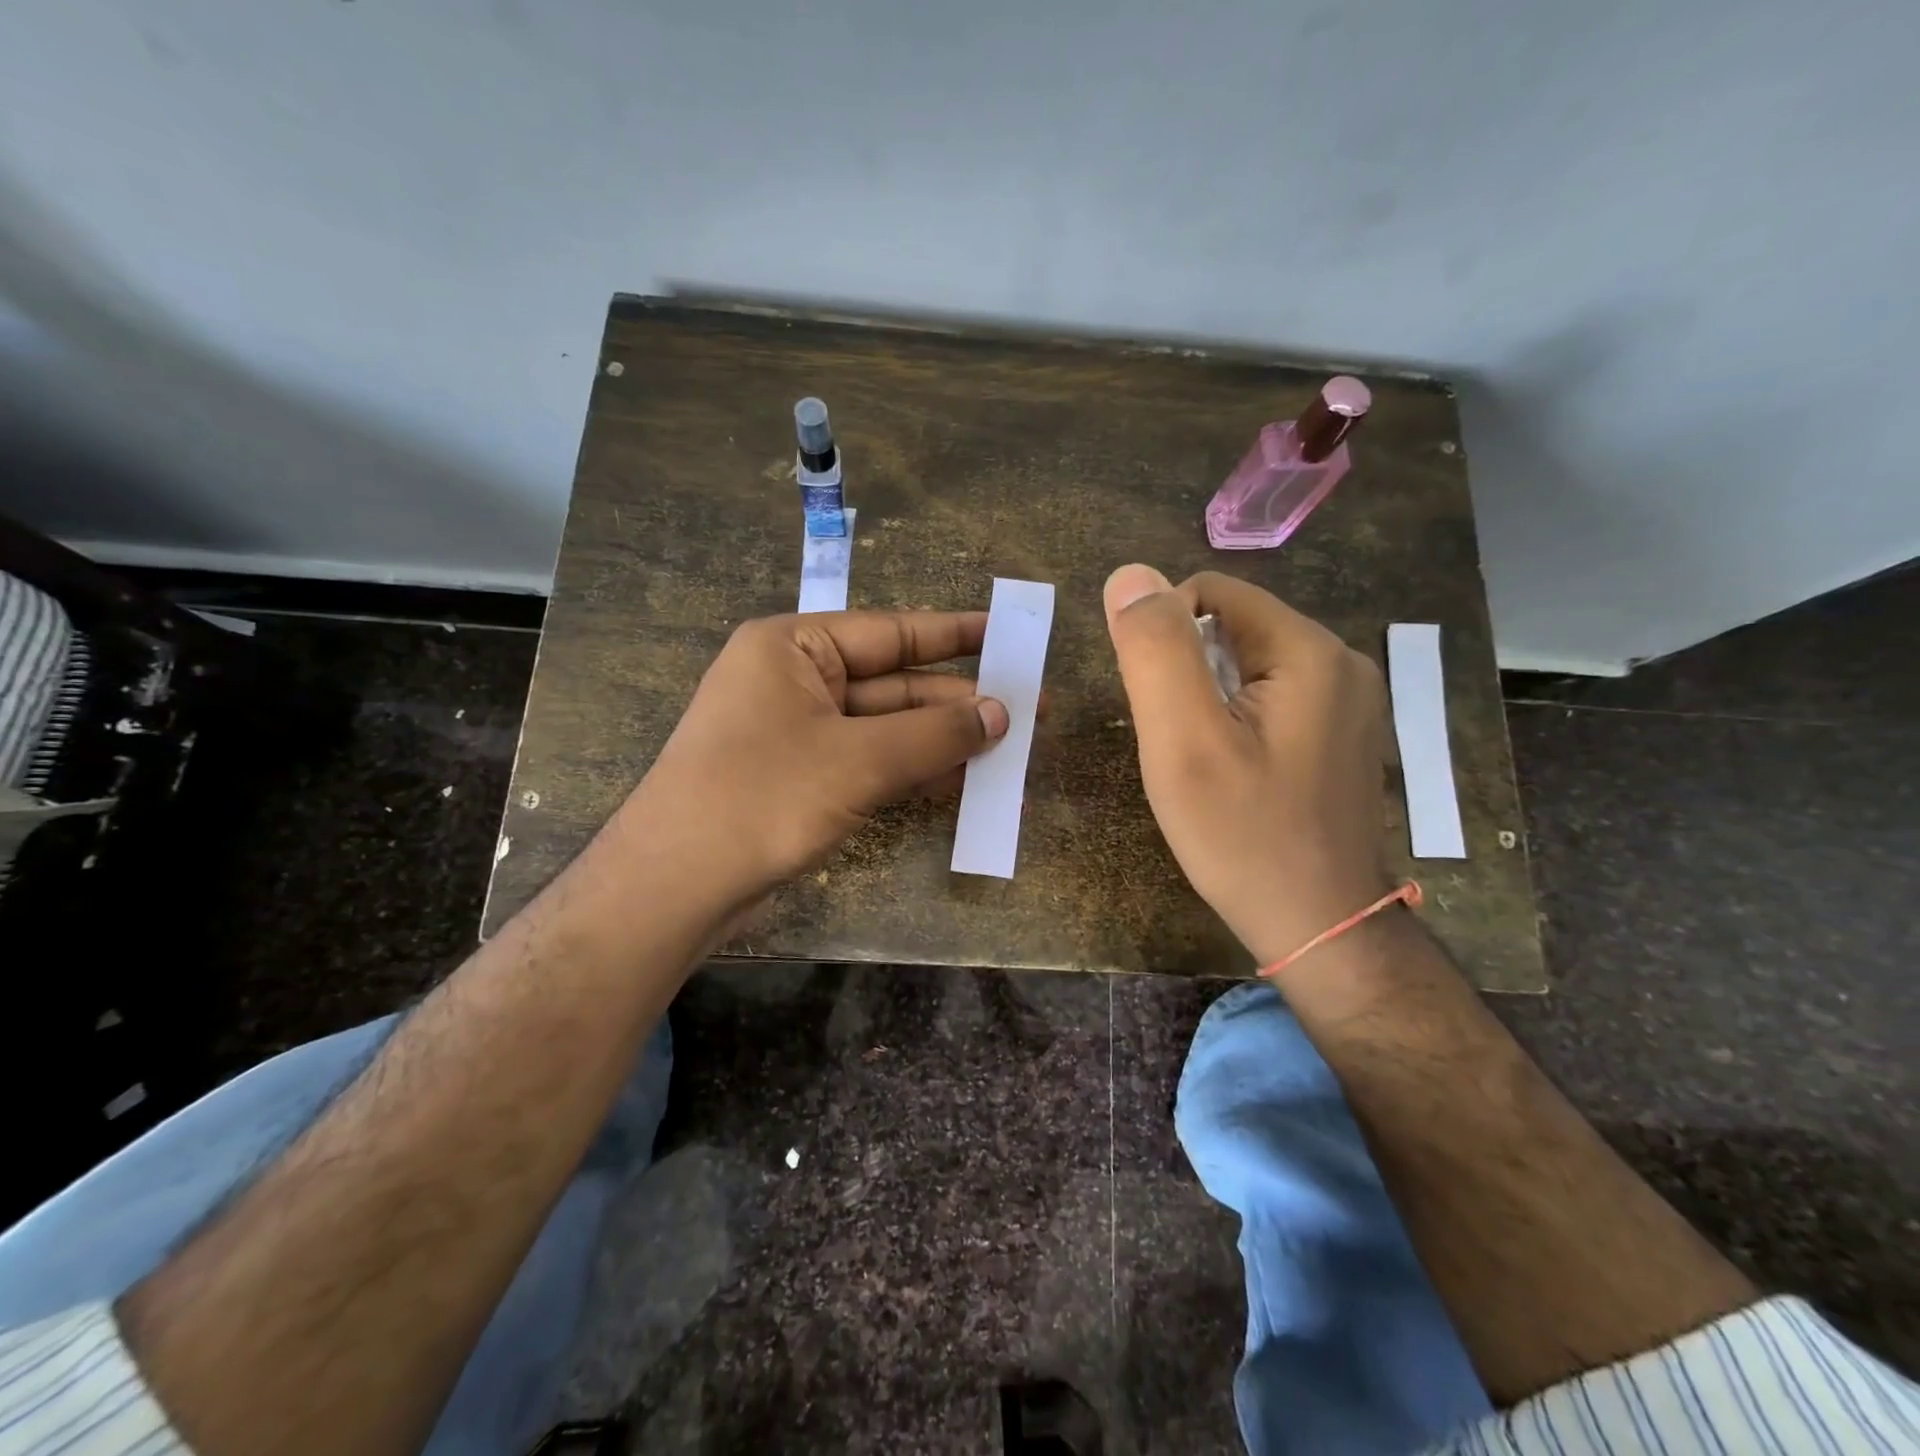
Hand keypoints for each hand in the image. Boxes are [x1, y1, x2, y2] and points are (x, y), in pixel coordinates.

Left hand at [621, 610, 1008, 905]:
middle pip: (894, 684)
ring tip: (1011, 751)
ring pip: (887, 730)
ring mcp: (798, 733)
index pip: (891, 631)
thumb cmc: (763, 797)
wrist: (676, 886)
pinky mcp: (803, 779)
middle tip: (1029, 711)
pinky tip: (965, 783)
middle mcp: (795, 680)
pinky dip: (914, 773)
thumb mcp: (858, 759)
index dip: (955, 635)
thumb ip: (934, 734)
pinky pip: (871, 764)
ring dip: (943, 743)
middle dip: (959, 703)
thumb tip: (1001, 714)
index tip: (1008, 635)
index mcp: (793, 646)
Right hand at [1103, 564, 1393, 965]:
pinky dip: (1234, 719)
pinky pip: (1270, 697)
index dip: (1163, 636)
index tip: (1157, 706)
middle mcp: (1340, 661)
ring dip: (1207, 698)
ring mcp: (1347, 701)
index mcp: (1308, 650)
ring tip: (1202, 761)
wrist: (1319, 926)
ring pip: (1247, 664)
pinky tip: (1232, 770)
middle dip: (1186, 672)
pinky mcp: (1340, 734)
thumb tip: (1130, 576)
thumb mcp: (1183, 741)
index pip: (1210, 592)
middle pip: (1231, 627)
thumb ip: (1155, 650)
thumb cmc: (1243, 836)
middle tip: (1178, 743)